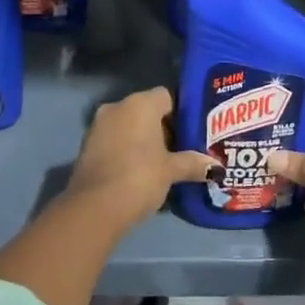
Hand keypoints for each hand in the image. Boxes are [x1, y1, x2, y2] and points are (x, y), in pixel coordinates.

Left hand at [67, 87, 214, 227]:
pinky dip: (127, 150)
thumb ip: (193, 164)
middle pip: (147, 111)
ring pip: (129, 126)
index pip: (167, 96)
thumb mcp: (171, 171)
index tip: (192, 133)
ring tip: (162, 163)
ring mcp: (98, 125)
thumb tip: (217, 167)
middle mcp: (117, 106)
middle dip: (163, 128)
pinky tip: (139, 172)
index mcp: (140, 103)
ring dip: (144, 140)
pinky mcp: (86, 146)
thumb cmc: (139, 177)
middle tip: (182, 150)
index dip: (181, 113)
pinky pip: (114, 140)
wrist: (94, 208)